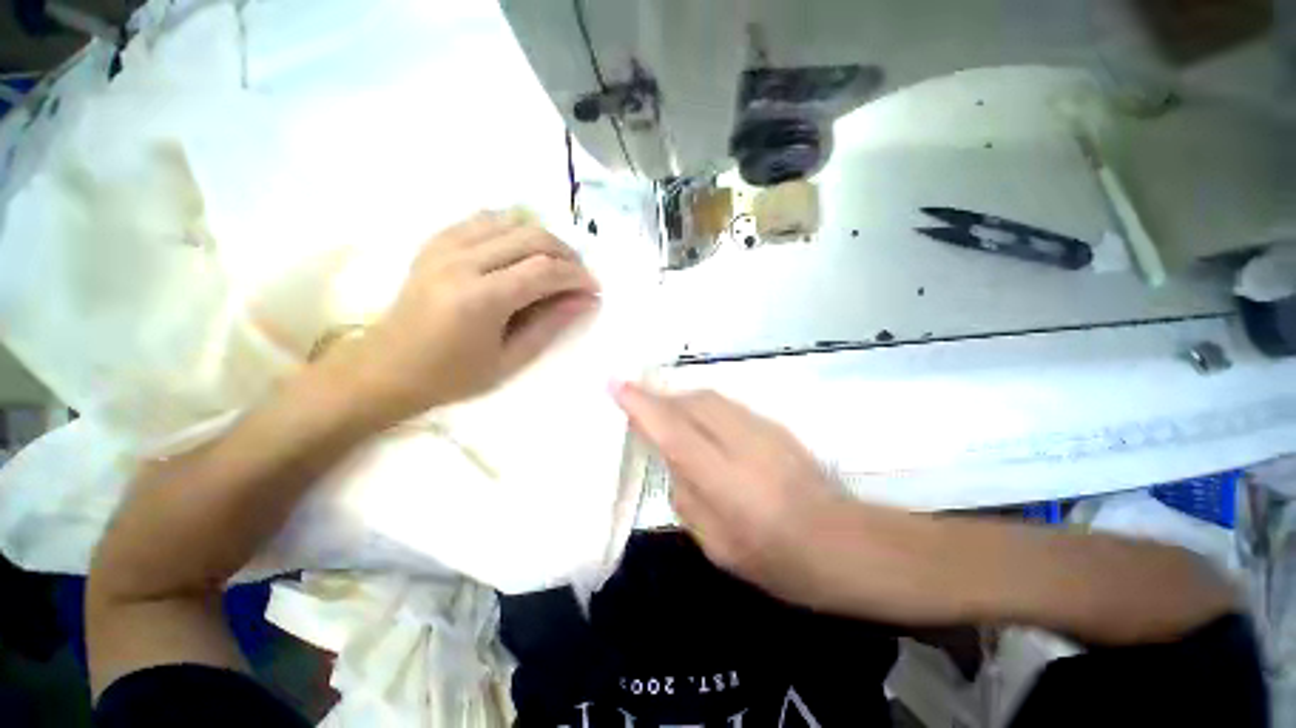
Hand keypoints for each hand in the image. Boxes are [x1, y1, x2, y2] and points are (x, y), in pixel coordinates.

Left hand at [334, 212, 598, 423]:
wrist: (386, 369)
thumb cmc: (452, 376)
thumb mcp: (510, 359)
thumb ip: (550, 325)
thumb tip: (585, 300)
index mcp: (479, 298)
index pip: (544, 270)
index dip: (577, 276)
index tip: (594, 288)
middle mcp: (461, 261)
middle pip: (531, 236)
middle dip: (566, 254)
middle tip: (579, 277)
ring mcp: (443, 246)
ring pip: (509, 220)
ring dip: (542, 239)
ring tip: (555, 263)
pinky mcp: (435, 242)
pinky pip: (483, 220)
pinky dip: (512, 230)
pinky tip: (521, 251)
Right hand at [612, 383, 844, 605]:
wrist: (846, 544)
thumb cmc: (779, 561)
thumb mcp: (718, 546)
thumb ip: (687, 498)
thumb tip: (673, 462)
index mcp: (724, 480)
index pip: (673, 431)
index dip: (642, 406)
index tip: (616, 385)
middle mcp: (742, 443)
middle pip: (691, 403)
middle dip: (660, 398)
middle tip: (639, 405)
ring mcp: (762, 429)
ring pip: (710, 398)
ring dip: (681, 400)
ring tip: (665, 412)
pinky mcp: (774, 425)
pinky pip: (727, 405)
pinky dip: (703, 406)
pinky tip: (700, 422)